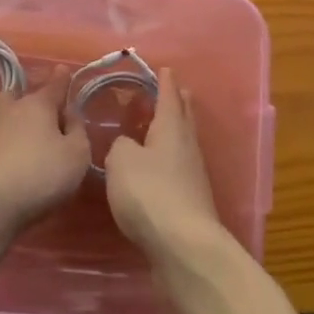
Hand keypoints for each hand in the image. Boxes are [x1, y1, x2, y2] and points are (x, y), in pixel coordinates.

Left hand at [0, 81, 90, 232]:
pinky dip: (9, 141)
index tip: (63, 69)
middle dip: (35, 99)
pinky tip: (17, 155)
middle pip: (24, 95)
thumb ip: (77, 129)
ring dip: (19, 119)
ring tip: (32, 136)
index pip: (55, 85)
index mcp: (39, 104)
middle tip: (49, 114)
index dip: (62, 78)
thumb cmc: (43, 174)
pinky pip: (0, 136)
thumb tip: (69, 113)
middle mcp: (13, 109)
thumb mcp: (77, 153)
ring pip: (8, 114)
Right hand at [103, 70, 222, 258]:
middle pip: (184, 115)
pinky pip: (178, 166)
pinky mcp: (190, 199)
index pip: (169, 95)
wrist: (183, 245)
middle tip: (170, 90)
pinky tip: (156, 166)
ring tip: (158, 126)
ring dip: (173, 130)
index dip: (165, 81)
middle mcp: (186, 145)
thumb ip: (121, 145)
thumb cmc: (150, 193)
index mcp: (171, 127)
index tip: (164, 67)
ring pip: (183, 141)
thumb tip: (128, 146)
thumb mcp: (122, 161)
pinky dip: (169, 158)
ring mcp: (192, 173)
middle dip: (177, 101)